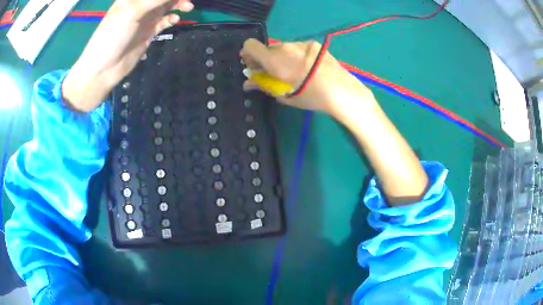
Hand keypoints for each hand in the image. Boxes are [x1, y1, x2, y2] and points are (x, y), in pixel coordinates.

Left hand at [63, 0, 193, 112]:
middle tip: (186, 0)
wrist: (104, 68)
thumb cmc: (113, 35)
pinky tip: (174, 20)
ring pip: (166, 6)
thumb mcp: (133, 11)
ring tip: (187, 8)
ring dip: (178, 4)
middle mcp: (140, 5)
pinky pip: (165, 21)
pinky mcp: (149, 32)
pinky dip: (171, 18)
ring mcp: (145, 18)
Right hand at [240, 39, 376, 120]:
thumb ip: (263, 85)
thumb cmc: (310, 96)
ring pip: (283, 48)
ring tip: (295, 72)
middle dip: (266, 59)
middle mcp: (285, 47)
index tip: (253, 66)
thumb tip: (248, 82)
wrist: (341, 90)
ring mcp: (301, 43)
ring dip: (282, 57)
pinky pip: (298, 48)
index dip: (248, 54)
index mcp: (274, 59)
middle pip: (268, 48)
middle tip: (274, 73)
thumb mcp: (284, 95)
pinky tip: (308, 67)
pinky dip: (296, 55)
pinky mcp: (314, 44)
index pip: (250, 45)